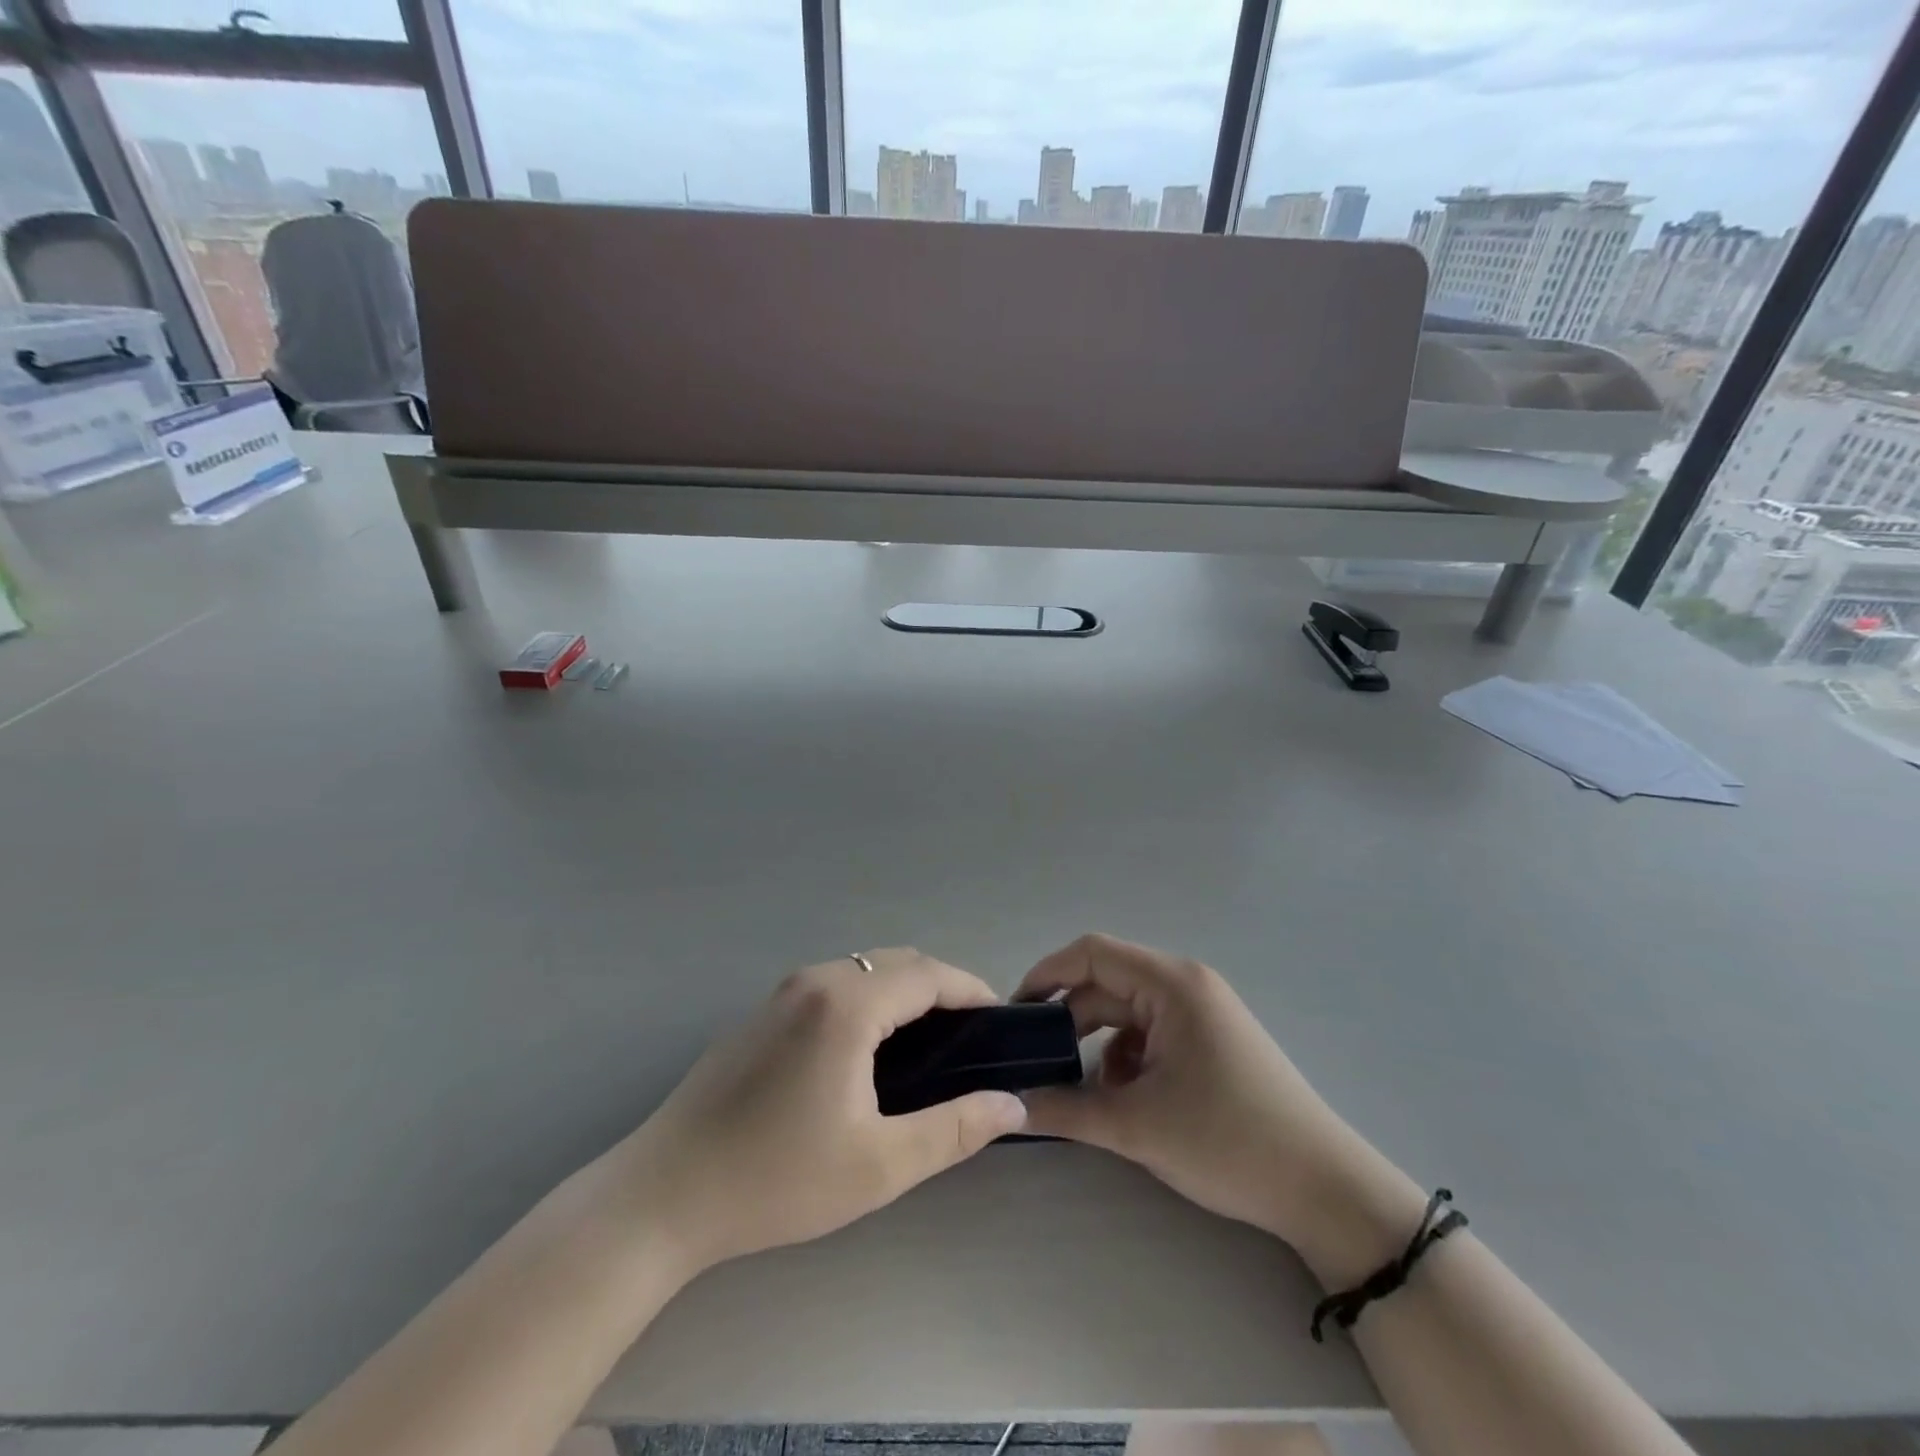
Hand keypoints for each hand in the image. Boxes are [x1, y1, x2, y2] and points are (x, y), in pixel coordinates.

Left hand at [612, 948, 1027, 1273]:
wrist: (663, 1194)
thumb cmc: (777, 1179)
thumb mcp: (879, 1165)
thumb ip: (954, 1129)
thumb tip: (1010, 1104)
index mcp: (847, 1004)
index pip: (929, 974)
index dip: (971, 990)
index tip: (1000, 1022)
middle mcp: (816, 979)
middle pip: (898, 962)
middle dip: (941, 988)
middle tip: (969, 1038)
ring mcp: (782, 991)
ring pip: (864, 969)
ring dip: (903, 990)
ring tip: (928, 1043)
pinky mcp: (762, 1011)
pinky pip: (834, 984)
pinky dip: (869, 998)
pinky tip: (869, 1048)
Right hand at [1017, 934, 1422, 1277]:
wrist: (1323, 1190)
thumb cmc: (1228, 1141)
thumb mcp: (1137, 1126)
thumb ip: (1066, 1110)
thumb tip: (1010, 1107)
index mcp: (1171, 984)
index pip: (1092, 953)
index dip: (1047, 974)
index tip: (1014, 1013)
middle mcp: (1185, 985)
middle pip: (1107, 985)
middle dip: (1069, 1021)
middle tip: (1035, 1062)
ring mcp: (1201, 1013)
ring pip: (1127, 1014)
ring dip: (1098, 1046)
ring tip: (1080, 1091)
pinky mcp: (1209, 1041)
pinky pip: (1150, 1035)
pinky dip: (1126, 1060)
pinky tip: (1123, 1101)